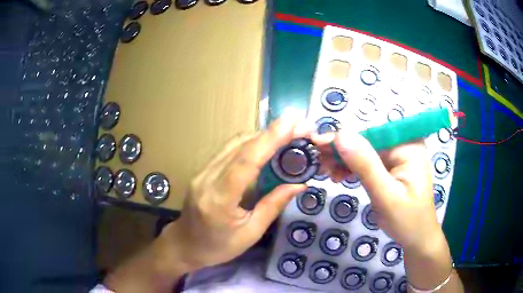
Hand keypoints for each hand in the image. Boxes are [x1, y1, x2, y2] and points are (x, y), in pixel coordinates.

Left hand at [161, 113, 316, 270]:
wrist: (184, 245)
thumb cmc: (218, 247)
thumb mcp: (250, 234)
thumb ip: (273, 206)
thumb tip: (299, 185)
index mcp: (219, 200)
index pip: (246, 162)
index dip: (269, 139)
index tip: (291, 122)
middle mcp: (207, 179)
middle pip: (240, 147)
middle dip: (271, 133)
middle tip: (297, 127)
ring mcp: (202, 172)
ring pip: (233, 144)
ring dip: (261, 136)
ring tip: (286, 133)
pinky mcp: (203, 171)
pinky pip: (228, 151)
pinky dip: (249, 144)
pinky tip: (265, 145)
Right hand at [315, 130, 439, 252]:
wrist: (417, 238)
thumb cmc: (407, 220)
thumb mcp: (385, 195)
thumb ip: (365, 165)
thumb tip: (340, 135)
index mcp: (408, 145)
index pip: (371, 133)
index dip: (344, 137)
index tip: (317, 144)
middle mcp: (404, 144)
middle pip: (367, 140)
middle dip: (342, 151)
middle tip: (319, 162)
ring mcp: (398, 156)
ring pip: (365, 151)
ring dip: (345, 160)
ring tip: (328, 173)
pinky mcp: (392, 167)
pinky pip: (369, 162)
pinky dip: (353, 168)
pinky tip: (340, 176)